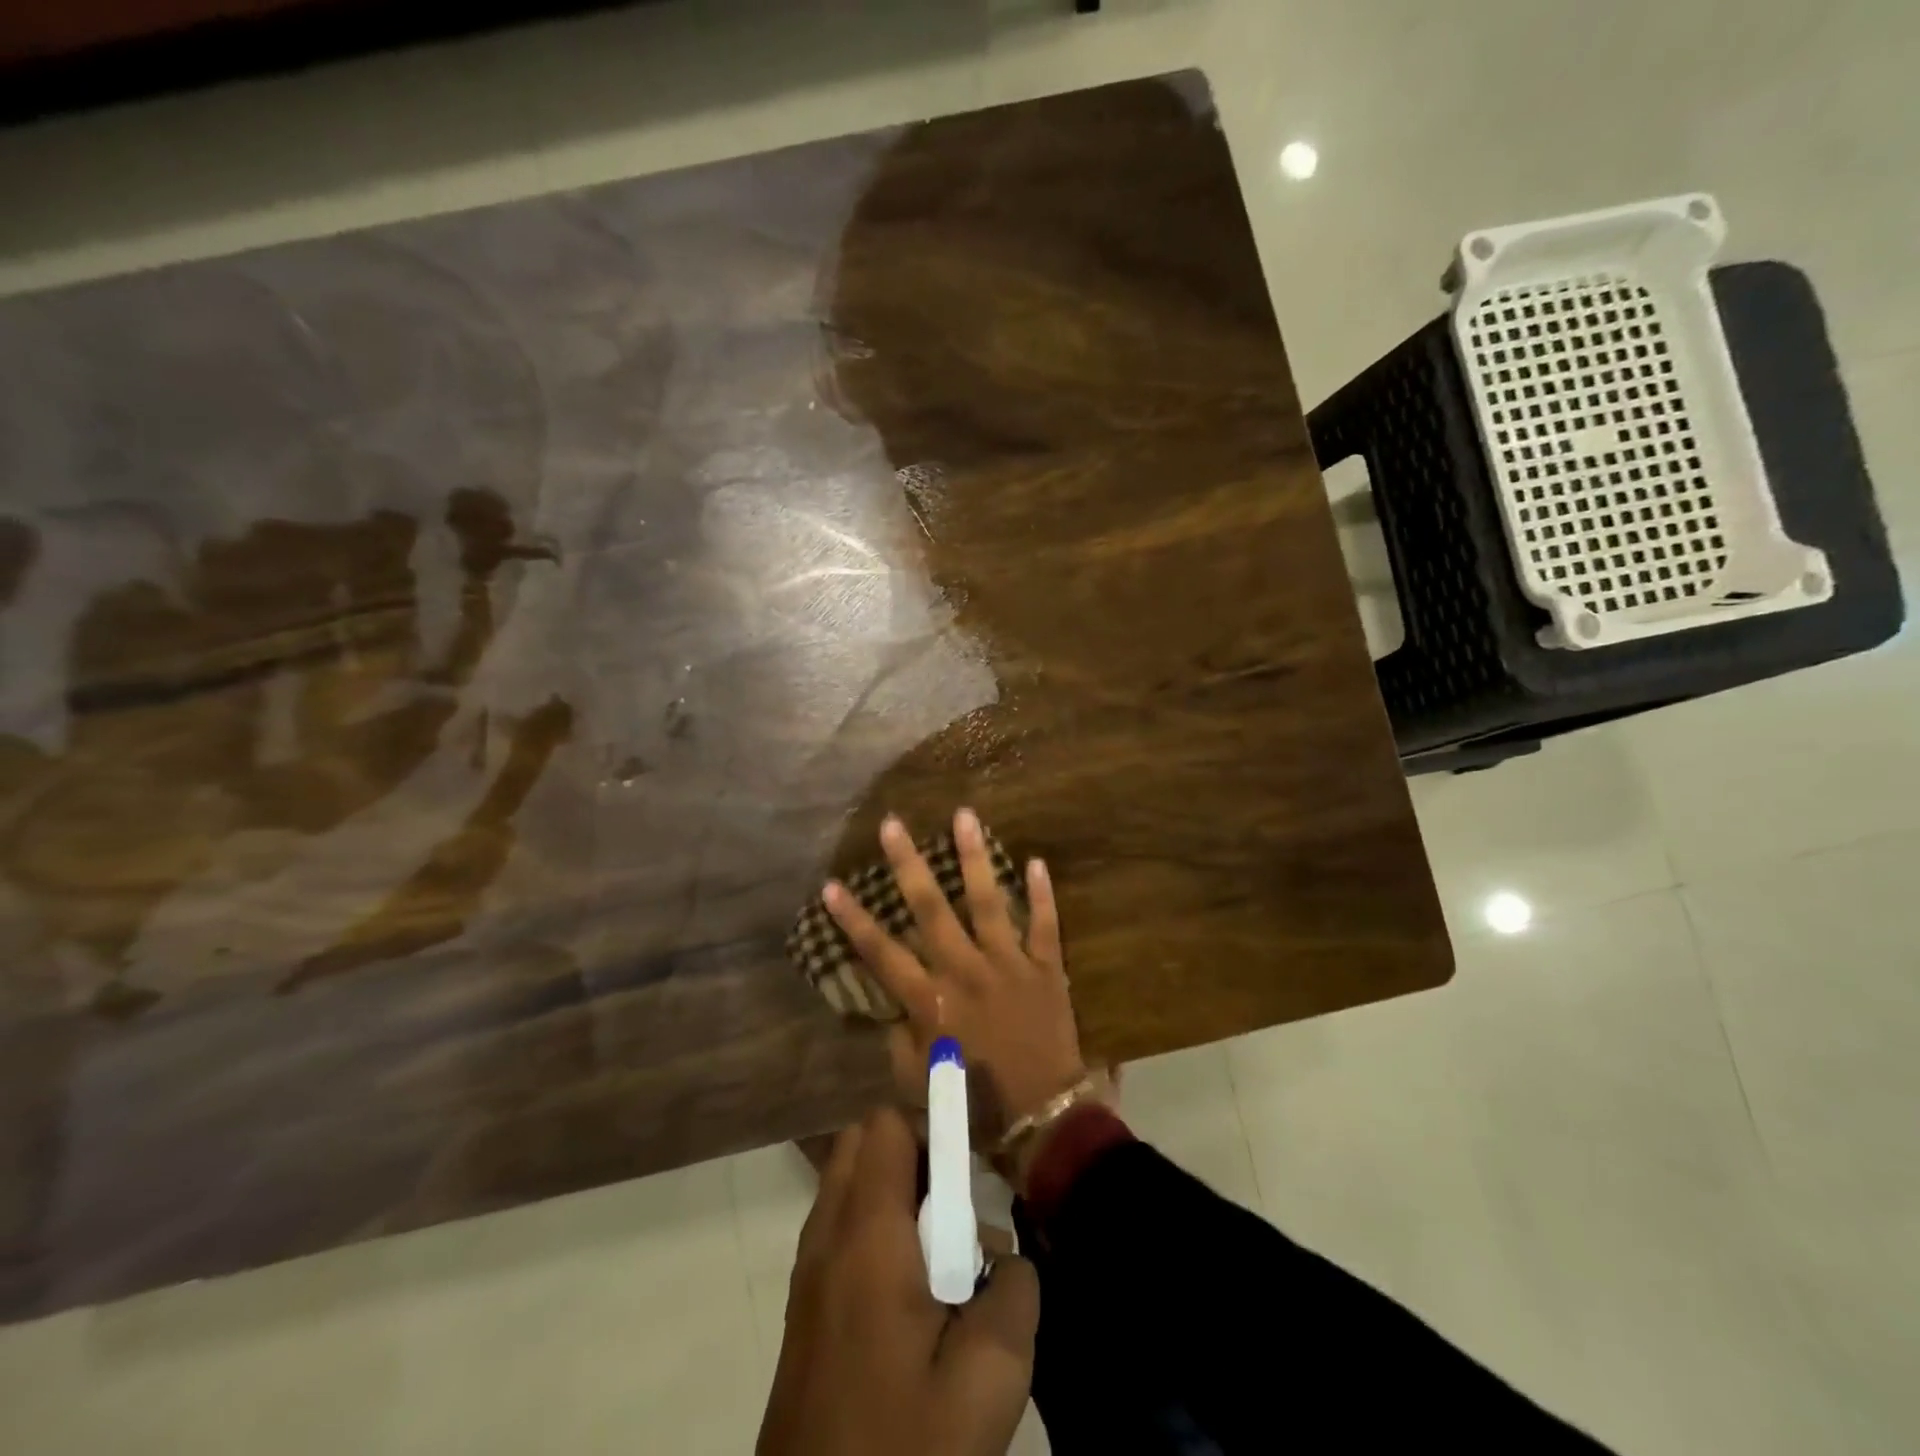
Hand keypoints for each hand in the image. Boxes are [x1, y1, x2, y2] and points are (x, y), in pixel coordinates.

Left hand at [757, 1108, 1038, 1455]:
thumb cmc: (902, 1445)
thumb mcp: (988, 1380)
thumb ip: (1014, 1294)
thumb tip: (1008, 1259)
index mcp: (867, 1234)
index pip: (887, 1124)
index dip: (933, 1125)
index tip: (971, 1165)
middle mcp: (827, 1233)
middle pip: (862, 1142)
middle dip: (914, 1152)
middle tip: (958, 1206)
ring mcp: (808, 1268)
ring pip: (850, 1182)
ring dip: (896, 1190)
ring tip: (944, 1252)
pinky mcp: (805, 1303)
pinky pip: (841, 1226)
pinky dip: (877, 1226)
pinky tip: (914, 1293)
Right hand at [823, 809, 1086, 1144]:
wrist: (1044, 1118)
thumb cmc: (977, 1105)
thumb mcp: (921, 1080)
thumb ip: (902, 1039)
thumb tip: (891, 1008)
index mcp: (932, 1000)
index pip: (882, 953)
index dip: (853, 920)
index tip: (831, 885)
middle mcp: (965, 971)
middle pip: (930, 910)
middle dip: (908, 865)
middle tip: (893, 824)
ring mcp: (1008, 964)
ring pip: (987, 901)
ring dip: (974, 858)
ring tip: (965, 815)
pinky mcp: (1045, 967)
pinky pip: (1045, 924)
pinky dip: (1042, 894)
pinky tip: (1036, 860)